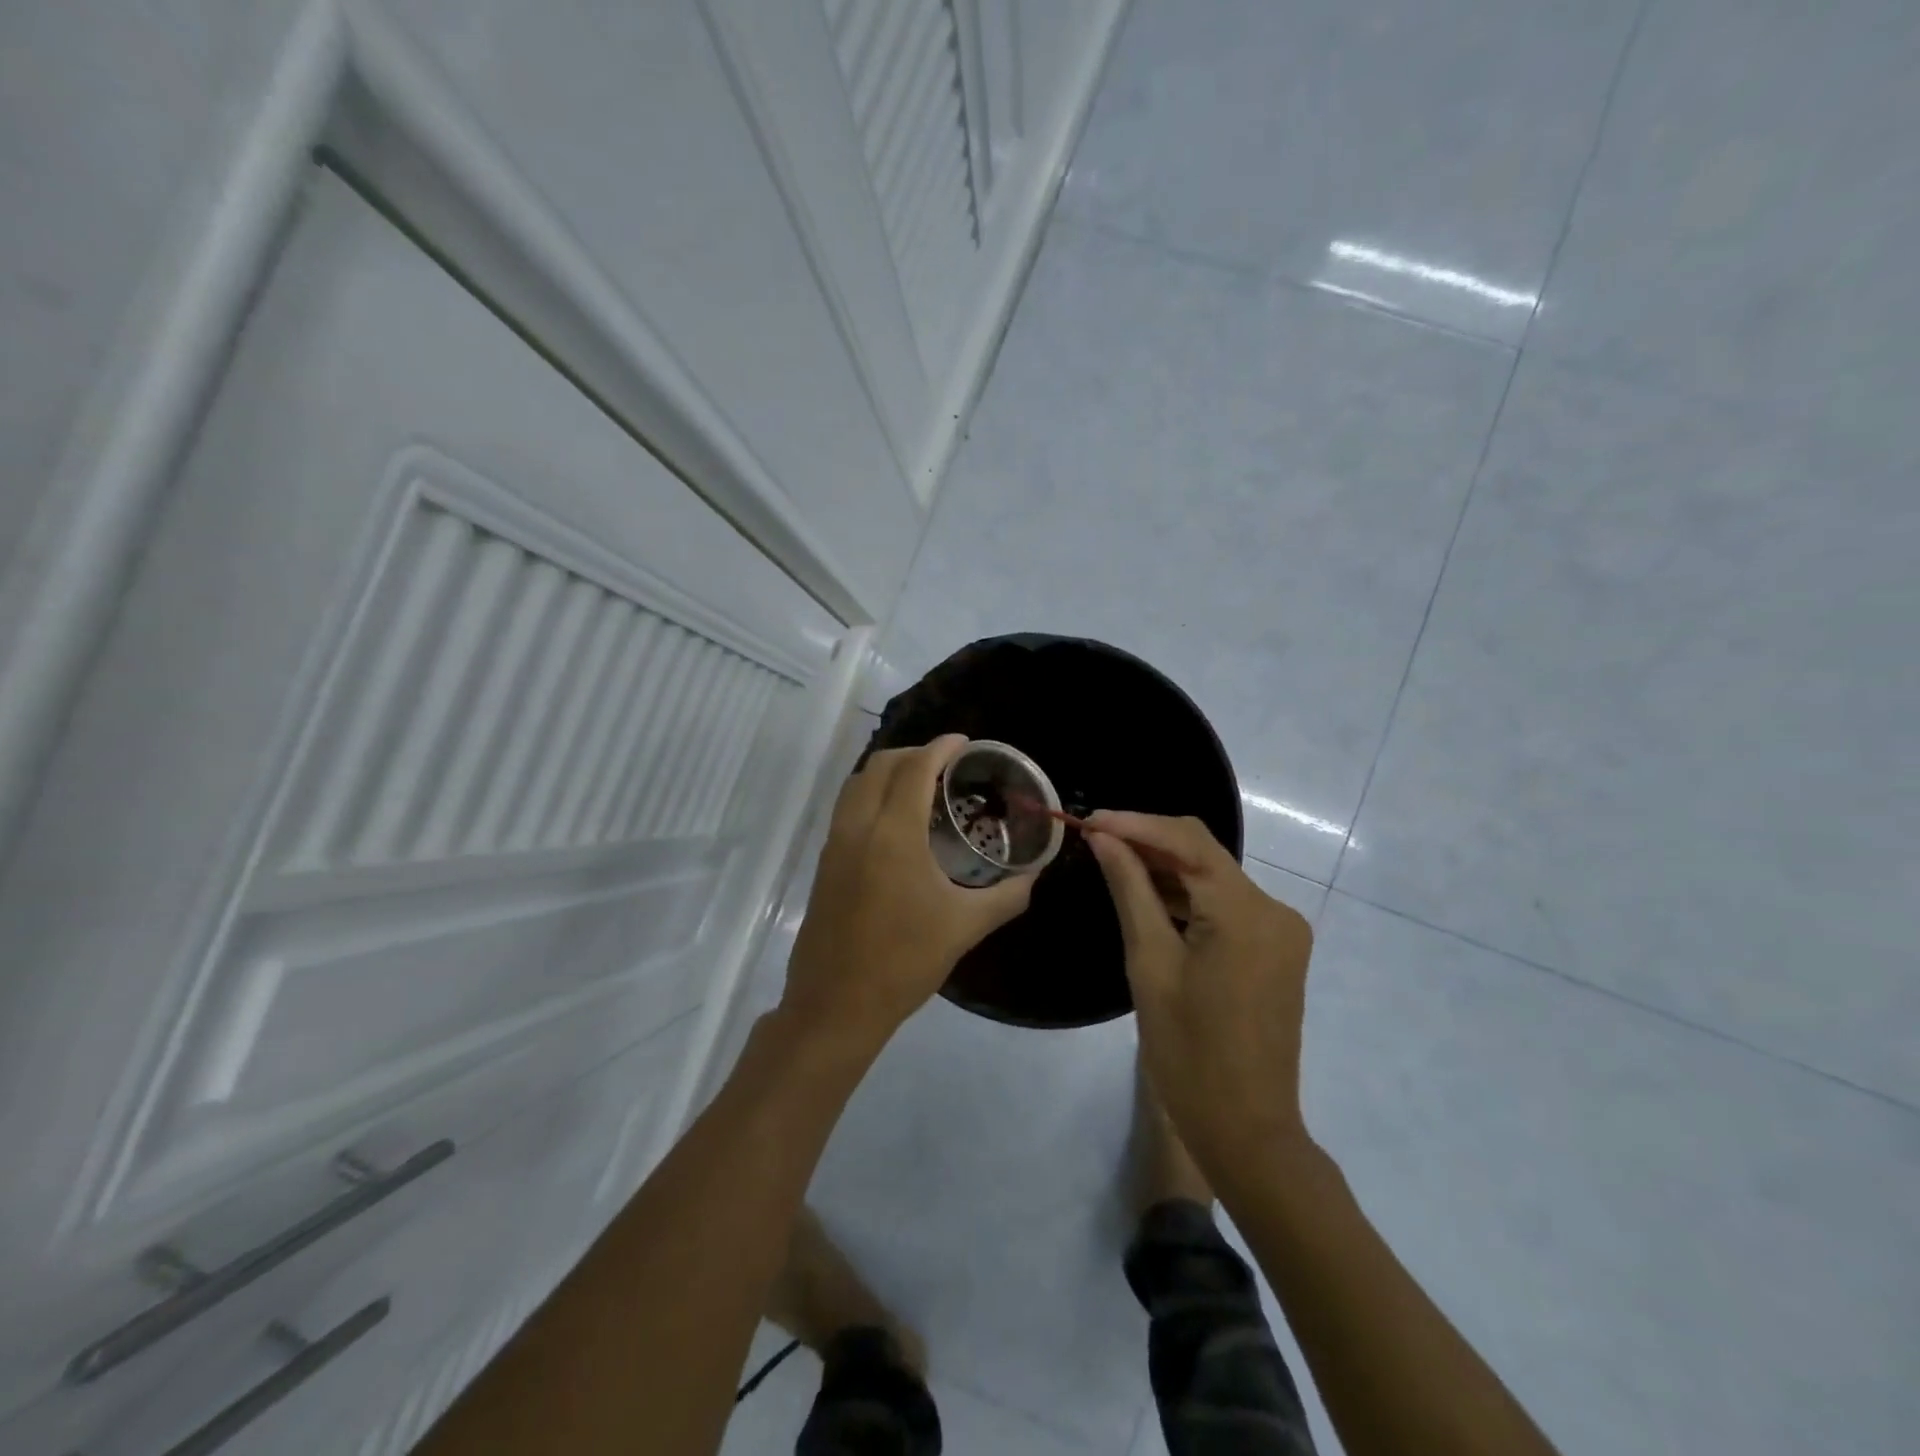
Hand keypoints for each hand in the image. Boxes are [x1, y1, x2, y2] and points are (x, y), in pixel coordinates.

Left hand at [782, 736, 1033, 1054]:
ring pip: (857, 783)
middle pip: (882, 765)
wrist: (836, 1003)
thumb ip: (1006, 896)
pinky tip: (895, 820)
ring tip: (921, 784)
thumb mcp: (965, 927)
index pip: (915, 769)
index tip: (964, 741)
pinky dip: (871, 793)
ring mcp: (835, 843)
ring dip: (888, 771)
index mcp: (894, 834)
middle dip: (914, 753)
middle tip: (947, 763)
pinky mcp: (824, 862)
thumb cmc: (904, 961)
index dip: (940, 747)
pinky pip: (847, 807)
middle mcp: (859, 826)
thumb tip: (1034, 876)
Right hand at [1087, 812, 1315, 1172]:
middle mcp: (1274, 909)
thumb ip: (1131, 890)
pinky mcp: (1276, 950)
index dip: (1136, 823)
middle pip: (1204, 855)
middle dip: (1148, 841)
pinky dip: (1187, 897)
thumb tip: (1104, 839)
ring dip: (1166, 869)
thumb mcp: (1150, 964)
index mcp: (1246, 912)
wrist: (1246, 1130)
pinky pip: (1225, 906)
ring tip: (1111, 861)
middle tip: (1094, 838)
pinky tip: (1148, 896)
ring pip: (1214, 879)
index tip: (1089, 819)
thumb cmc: (1189, 1052)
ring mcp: (1280, 931)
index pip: (1188, 841)